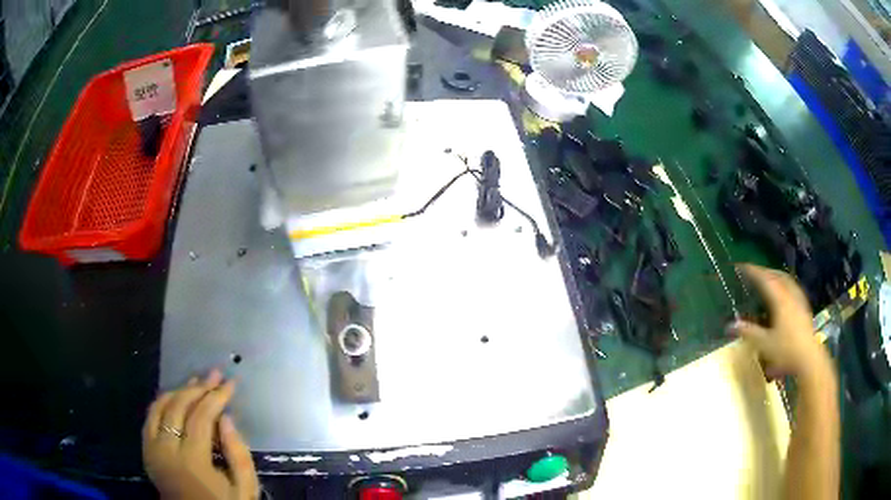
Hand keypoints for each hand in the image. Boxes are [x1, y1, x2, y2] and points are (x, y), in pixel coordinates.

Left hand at [142, 370, 258, 499]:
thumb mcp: (244, 489)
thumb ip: (238, 455)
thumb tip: (226, 418)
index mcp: (192, 462)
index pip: (201, 417)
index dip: (216, 397)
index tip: (231, 383)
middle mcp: (166, 450)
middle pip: (178, 407)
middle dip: (198, 387)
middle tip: (215, 375)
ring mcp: (152, 448)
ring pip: (160, 406)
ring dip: (179, 390)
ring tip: (197, 381)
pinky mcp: (146, 449)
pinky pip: (150, 416)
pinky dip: (162, 402)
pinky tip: (176, 396)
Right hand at [728, 264, 828, 379]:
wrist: (808, 358)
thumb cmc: (786, 350)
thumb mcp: (764, 344)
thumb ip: (748, 333)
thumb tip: (729, 326)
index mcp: (780, 299)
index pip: (765, 279)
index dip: (753, 271)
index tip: (741, 267)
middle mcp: (790, 295)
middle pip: (777, 275)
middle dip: (765, 271)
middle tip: (754, 272)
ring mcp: (798, 300)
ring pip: (786, 280)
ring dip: (775, 276)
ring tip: (768, 278)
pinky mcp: (803, 307)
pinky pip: (792, 288)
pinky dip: (784, 284)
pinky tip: (783, 293)